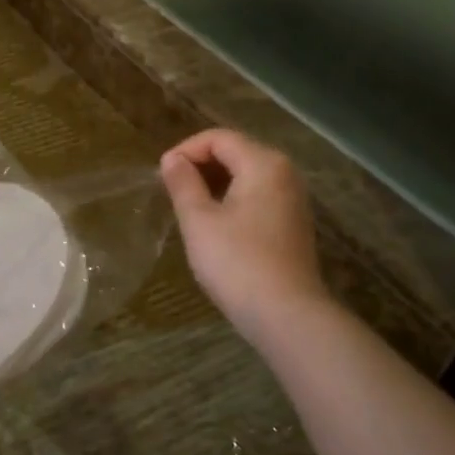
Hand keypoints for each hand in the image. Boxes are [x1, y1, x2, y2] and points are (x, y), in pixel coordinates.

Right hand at [159, 129, 327, 346]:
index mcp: (264, 164)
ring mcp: (293, 200)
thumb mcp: (199, 220)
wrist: (286, 316)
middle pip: (236, 152)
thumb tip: (173, 159)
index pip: (219, 138)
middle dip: (200, 165)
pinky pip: (258, 197)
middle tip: (171, 190)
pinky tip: (214, 225)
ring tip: (188, 206)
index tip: (161, 175)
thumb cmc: (237, 263)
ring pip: (247, 176)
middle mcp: (285, 173)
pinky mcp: (293, 224)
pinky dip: (233, 200)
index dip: (186, 150)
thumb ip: (183, 183)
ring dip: (215, 184)